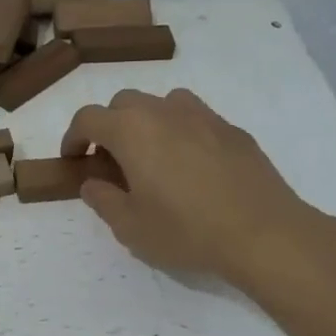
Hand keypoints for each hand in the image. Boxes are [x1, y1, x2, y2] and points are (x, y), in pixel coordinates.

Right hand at [61, 89, 329, 291]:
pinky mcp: (232, 130)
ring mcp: (203, 116)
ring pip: (163, 104)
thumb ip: (103, 200)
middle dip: (109, 127)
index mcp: (132, 131)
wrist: (262, 232)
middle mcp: (165, 112)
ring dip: (147, 123)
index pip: (88, 118)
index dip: (73, 137)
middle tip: (111, 162)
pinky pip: (195, 119)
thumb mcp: (130, 227)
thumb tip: (93, 183)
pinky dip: (180, 132)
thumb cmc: (185, 230)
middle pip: (124, 103)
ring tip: (152, 158)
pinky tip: (191, 167)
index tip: (73, 160)